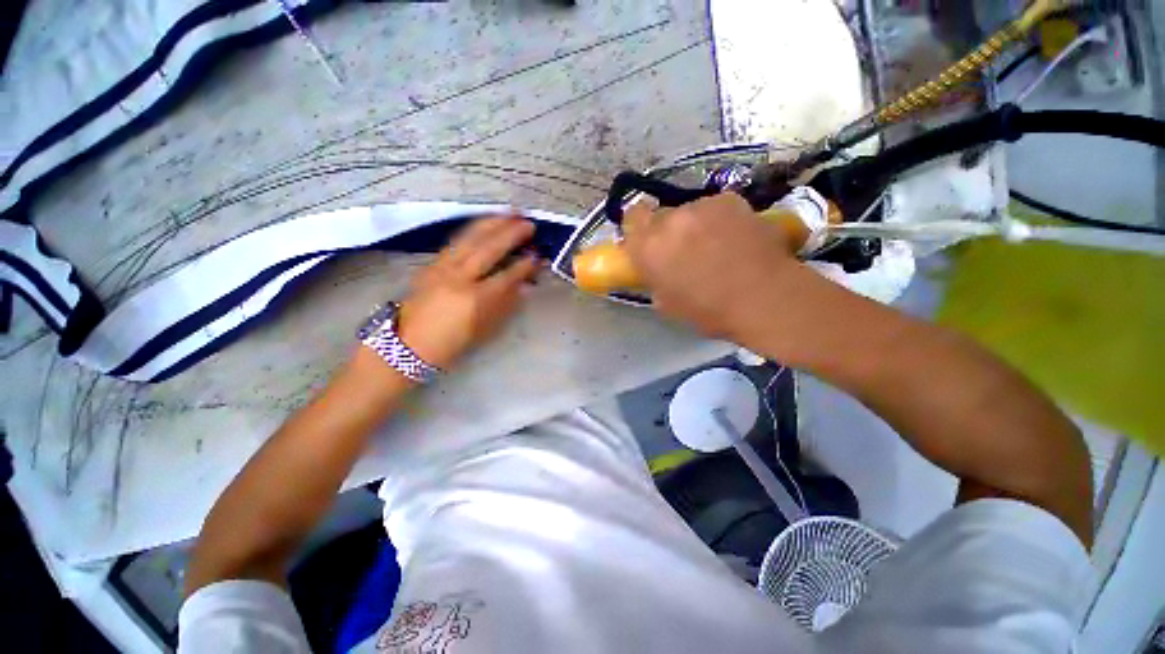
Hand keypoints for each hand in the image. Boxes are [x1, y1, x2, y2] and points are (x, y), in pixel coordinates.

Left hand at [396, 216, 539, 369]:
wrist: (409, 344)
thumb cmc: (452, 342)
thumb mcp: (485, 328)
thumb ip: (505, 304)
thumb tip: (523, 284)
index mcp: (475, 299)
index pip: (506, 276)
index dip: (524, 265)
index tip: (538, 256)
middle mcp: (458, 278)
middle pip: (488, 248)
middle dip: (511, 233)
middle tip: (529, 223)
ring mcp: (442, 267)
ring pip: (469, 238)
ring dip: (492, 223)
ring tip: (509, 213)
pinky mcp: (431, 263)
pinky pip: (456, 241)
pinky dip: (473, 229)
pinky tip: (484, 223)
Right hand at [623, 193, 797, 340]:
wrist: (764, 299)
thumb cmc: (709, 311)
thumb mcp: (667, 303)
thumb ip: (654, 277)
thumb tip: (657, 267)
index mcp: (648, 247)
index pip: (631, 219)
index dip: (639, 229)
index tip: (648, 242)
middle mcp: (670, 220)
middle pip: (661, 216)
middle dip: (669, 231)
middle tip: (684, 250)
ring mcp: (701, 206)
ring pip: (690, 211)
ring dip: (696, 225)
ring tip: (717, 246)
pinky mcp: (730, 200)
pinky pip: (715, 208)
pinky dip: (721, 220)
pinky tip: (737, 239)